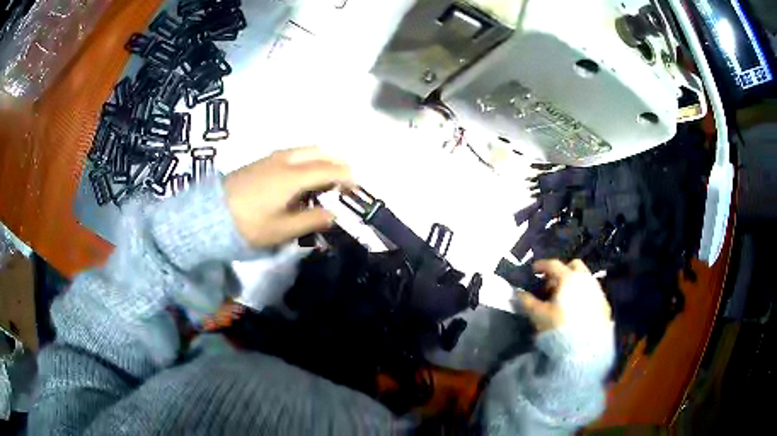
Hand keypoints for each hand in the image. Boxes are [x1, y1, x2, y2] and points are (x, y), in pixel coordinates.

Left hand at [224, 147, 353, 247]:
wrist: (210, 215)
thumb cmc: (248, 225)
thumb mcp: (281, 230)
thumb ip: (310, 220)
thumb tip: (333, 213)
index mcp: (292, 177)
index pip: (327, 170)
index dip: (346, 175)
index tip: (358, 184)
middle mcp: (284, 161)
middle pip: (317, 152)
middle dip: (335, 161)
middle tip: (346, 176)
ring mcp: (271, 158)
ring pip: (304, 150)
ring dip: (320, 158)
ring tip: (327, 175)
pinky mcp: (260, 161)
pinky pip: (292, 153)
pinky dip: (306, 158)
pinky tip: (303, 173)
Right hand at [514, 259, 611, 332]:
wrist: (586, 346)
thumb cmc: (559, 327)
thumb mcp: (539, 315)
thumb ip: (527, 301)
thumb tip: (518, 292)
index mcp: (568, 278)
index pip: (554, 264)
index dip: (542, 265)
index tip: (534, 270)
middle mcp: (585, 279)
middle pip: (573, 265)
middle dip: (562, 271)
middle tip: (551, 285)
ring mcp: (597, 290)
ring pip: (584, 278)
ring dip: (573, 283)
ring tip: (564, 299)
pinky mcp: (604, 303)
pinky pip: (592, 292)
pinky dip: (583, 294)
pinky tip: (576, 308)